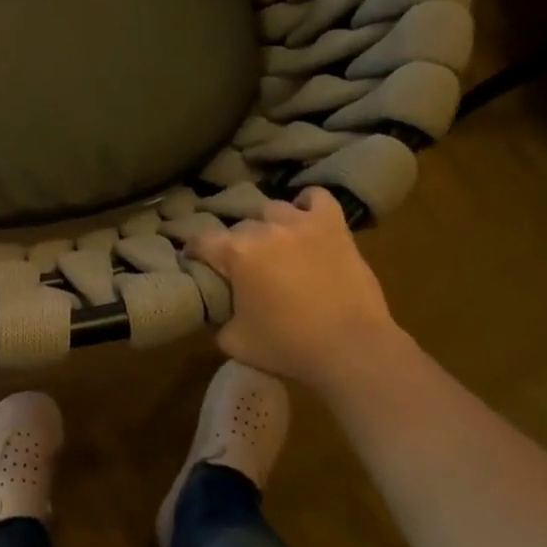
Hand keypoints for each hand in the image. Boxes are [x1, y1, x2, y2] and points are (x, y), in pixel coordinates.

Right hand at [187, 189, 400, 384]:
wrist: (352, 349)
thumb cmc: (289, 347)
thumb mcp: (235, 342)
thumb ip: (218, 321)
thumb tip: (217, 312)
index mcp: (236, 253)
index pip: (200, 240)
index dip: (195, 252)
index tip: (197, 264)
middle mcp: (264, 229)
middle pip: (239, 227)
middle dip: (235, 246)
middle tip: (242, 269)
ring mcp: (301, 223)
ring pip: (273, 209)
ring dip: (268, 226)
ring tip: (275, 246)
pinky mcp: (333, 226)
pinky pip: (316, 197)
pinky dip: (307, 204)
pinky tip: (305, 220)